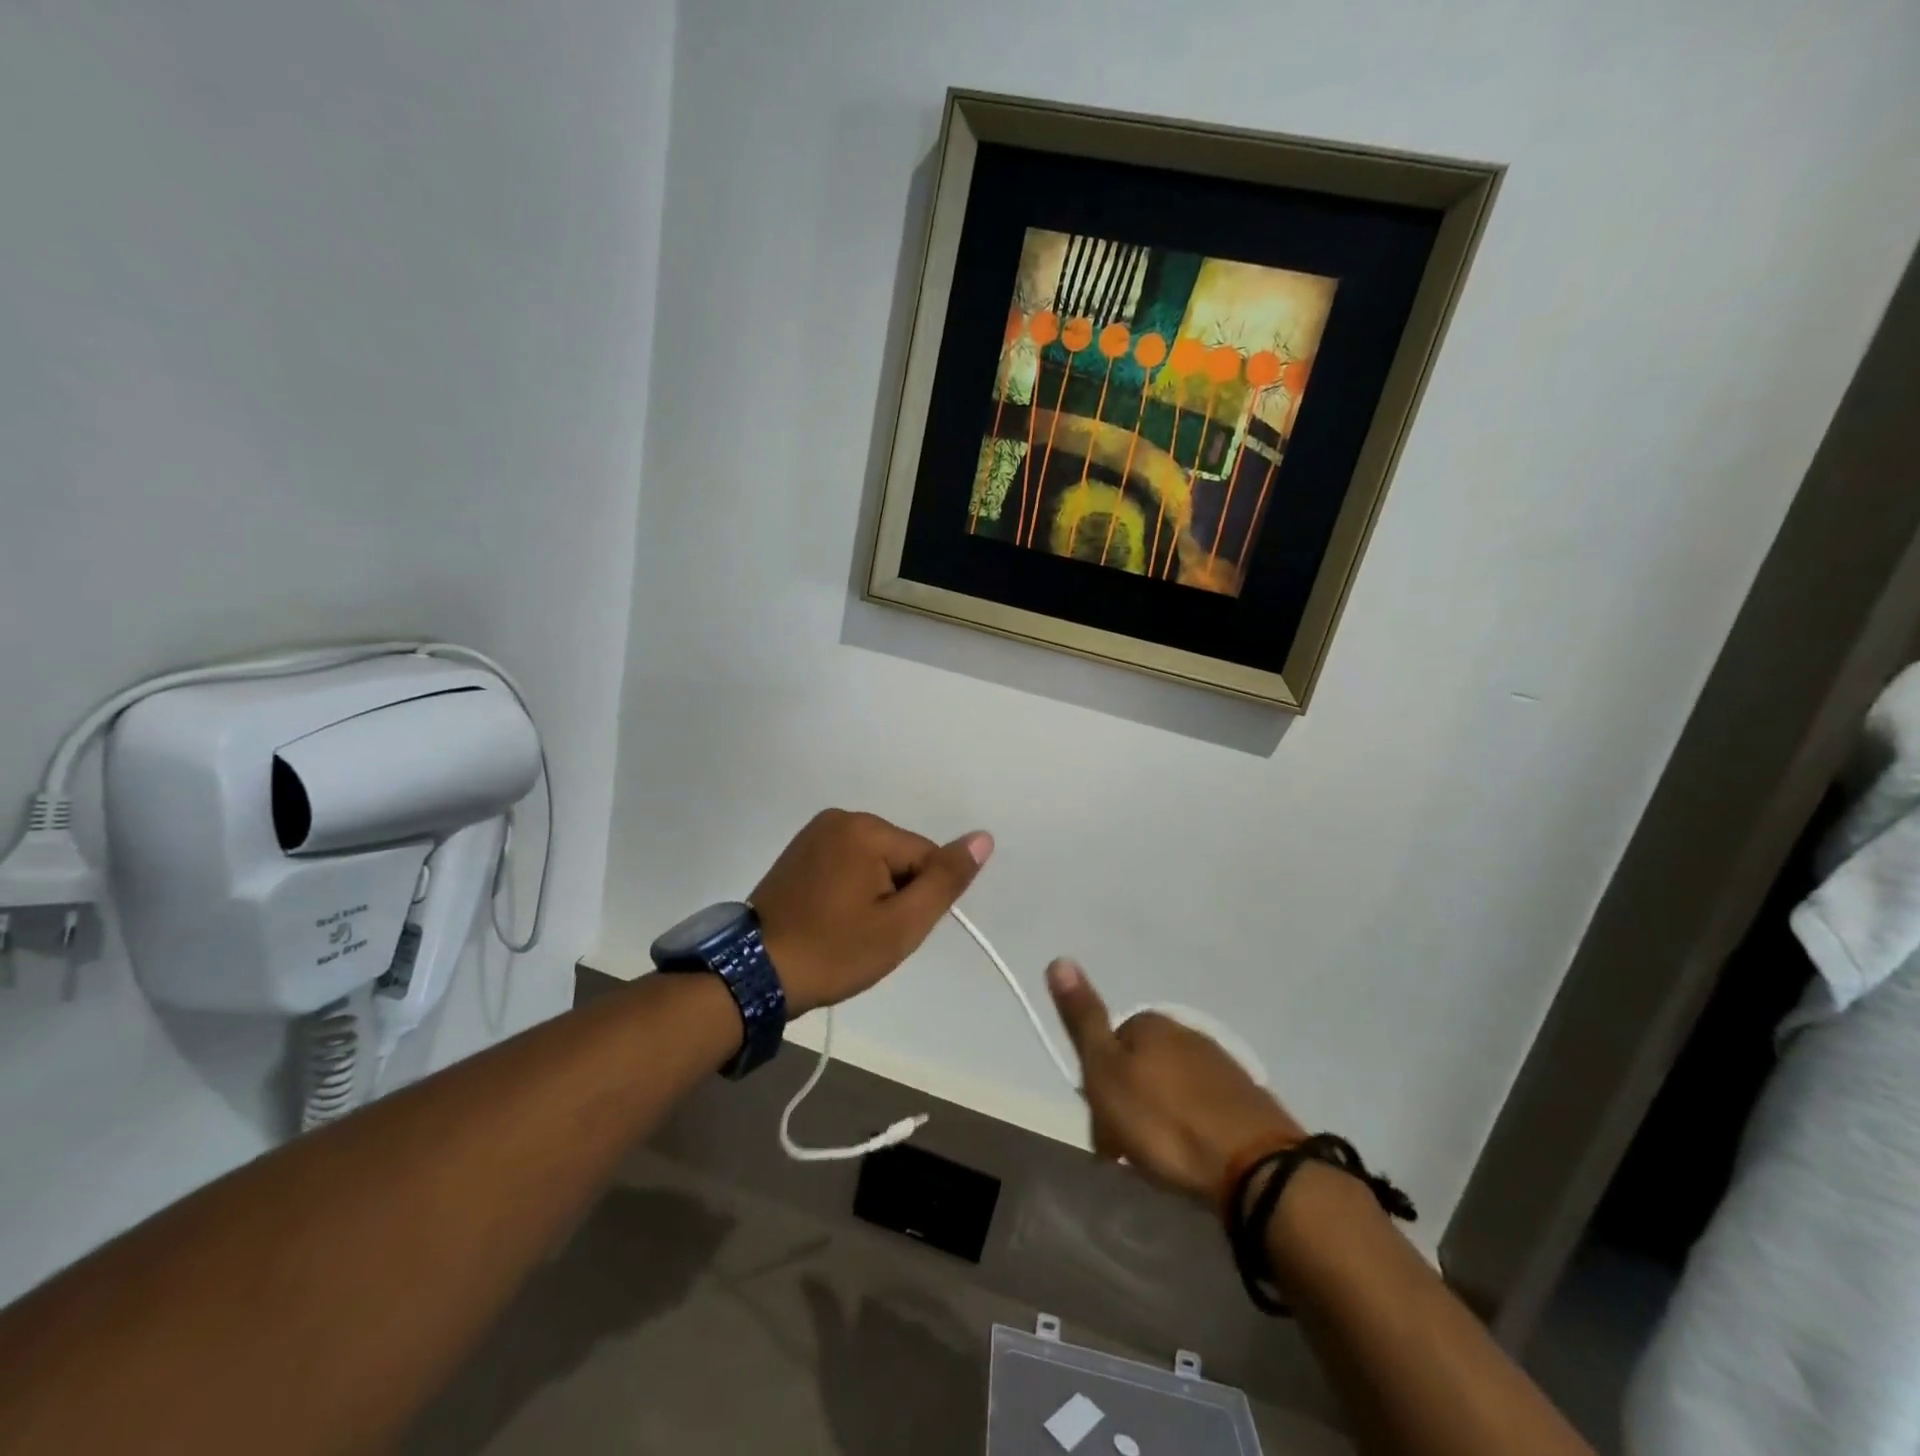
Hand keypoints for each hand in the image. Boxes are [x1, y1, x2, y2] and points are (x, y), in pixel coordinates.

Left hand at [753, 809, 991, 1016]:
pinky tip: (831, 917)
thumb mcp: (901, 924)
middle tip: (866, 935)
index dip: (918, 900)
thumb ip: (945, 880)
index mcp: (865, 829)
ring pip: (874, 863)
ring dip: (873, 894)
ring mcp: (815, 833)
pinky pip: (847, 864)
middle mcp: (840, 818)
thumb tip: (983, 837)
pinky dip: (849, 890)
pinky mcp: (799, 851)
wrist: (755, 974)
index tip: (887, 931)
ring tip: (846, 929)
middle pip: (899, 857)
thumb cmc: (834, 951)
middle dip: (895, 895)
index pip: (925, 858)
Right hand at [1048, 958, 1302, 1206]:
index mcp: (1149, 1023)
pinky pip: (1202, 1108)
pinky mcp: (1247, 1099)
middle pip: (1140, 1067)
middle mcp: (1185, 1033)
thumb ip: (1084, 1019)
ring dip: (1159, 1118)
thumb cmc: (1164, 1122)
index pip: (1109, 1046)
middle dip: (1128, 1105)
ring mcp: (1221, 1065)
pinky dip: (1191, 1128)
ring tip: (1159, 1162)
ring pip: (1171, 1088)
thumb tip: (1059, 958)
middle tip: (1126, 1151)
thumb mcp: (1106, 1072)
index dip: (1097, 1087)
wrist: (1253, 1167)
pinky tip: (1192, 1157)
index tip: (1101, 1128)